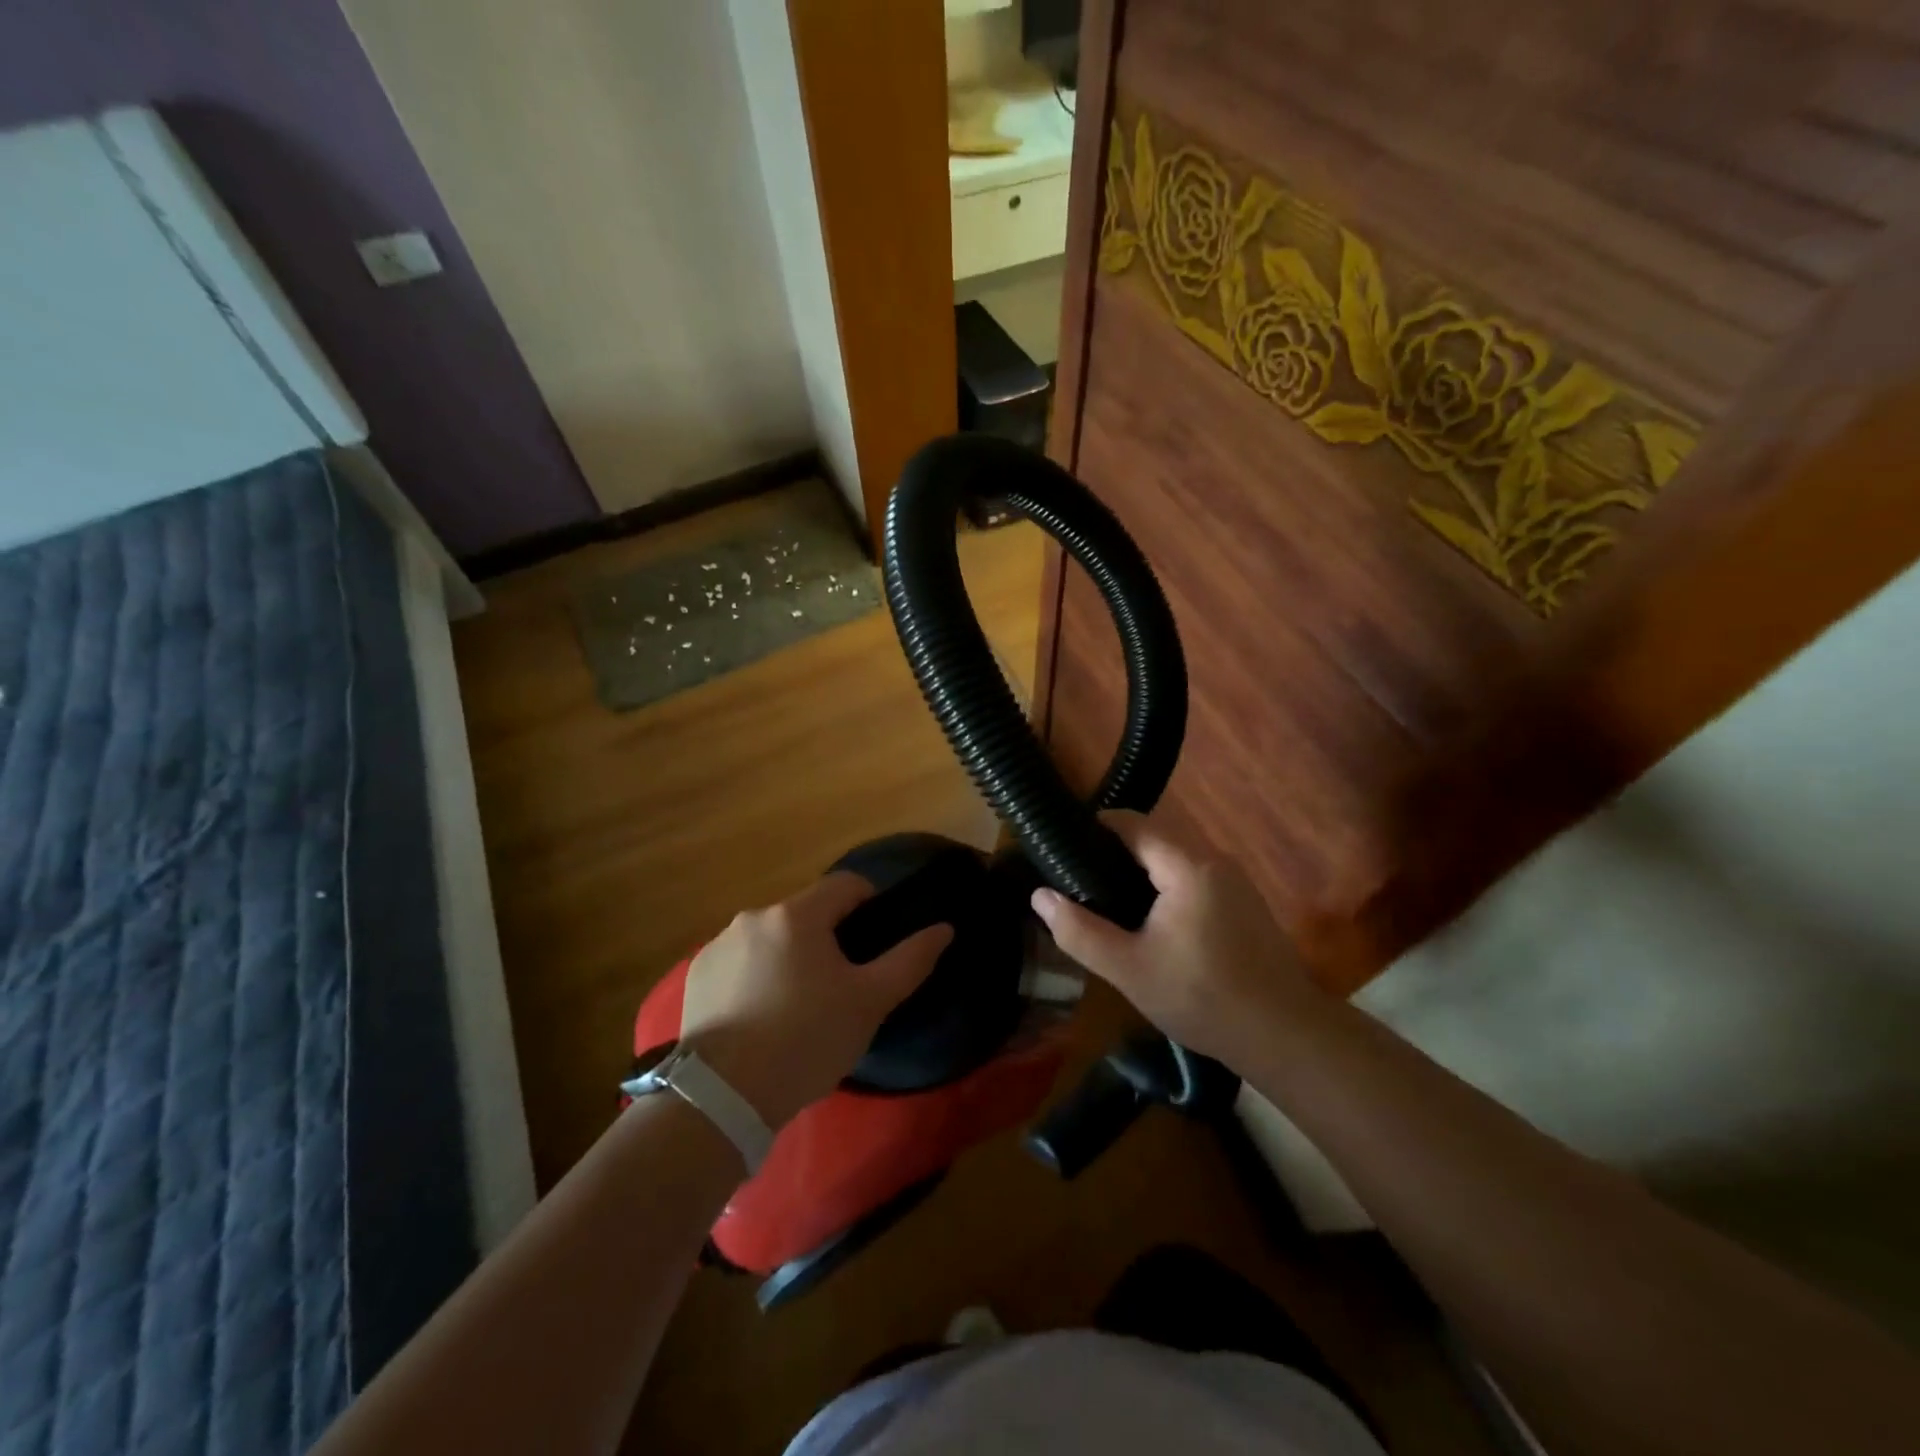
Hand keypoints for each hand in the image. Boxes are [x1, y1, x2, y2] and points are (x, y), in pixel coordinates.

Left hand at [679, 873, 952, 1127]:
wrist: (723, 1096)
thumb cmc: (806, 1040)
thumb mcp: (870, 1003)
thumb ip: (910, 960)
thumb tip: (944, 928)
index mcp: (798, 915)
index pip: (846, 884)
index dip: (869, 904)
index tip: (874, 942)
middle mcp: (754, 917)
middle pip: (806, 912)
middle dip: (826, 938)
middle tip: (837, 987)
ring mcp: (719, 944)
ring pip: (771, 937)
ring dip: (789, 956)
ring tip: (796, 1007)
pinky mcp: (697, 974)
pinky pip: (739, 961)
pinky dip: (754, 976)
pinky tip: (759, 1017)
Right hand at [1028, 811, 1315, 1066]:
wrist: (1285, 1036)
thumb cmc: (1202, 998)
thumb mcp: (1129, 969)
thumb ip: (1079, 931)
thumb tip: (1040, 896)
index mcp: (1188, 866)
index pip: (1133, 823)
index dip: (1095, 827)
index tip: (1062, 847)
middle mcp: (1215, 861)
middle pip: (1154, 838)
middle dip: (1114, 852)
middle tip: (1078, 880)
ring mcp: (1235, 881)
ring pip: (1175, 859)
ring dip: (1141, 871)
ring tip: (1106, 899)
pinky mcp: (1245, 902)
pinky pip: (1194, 877)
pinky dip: (1166, 886)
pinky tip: (1150, 920)